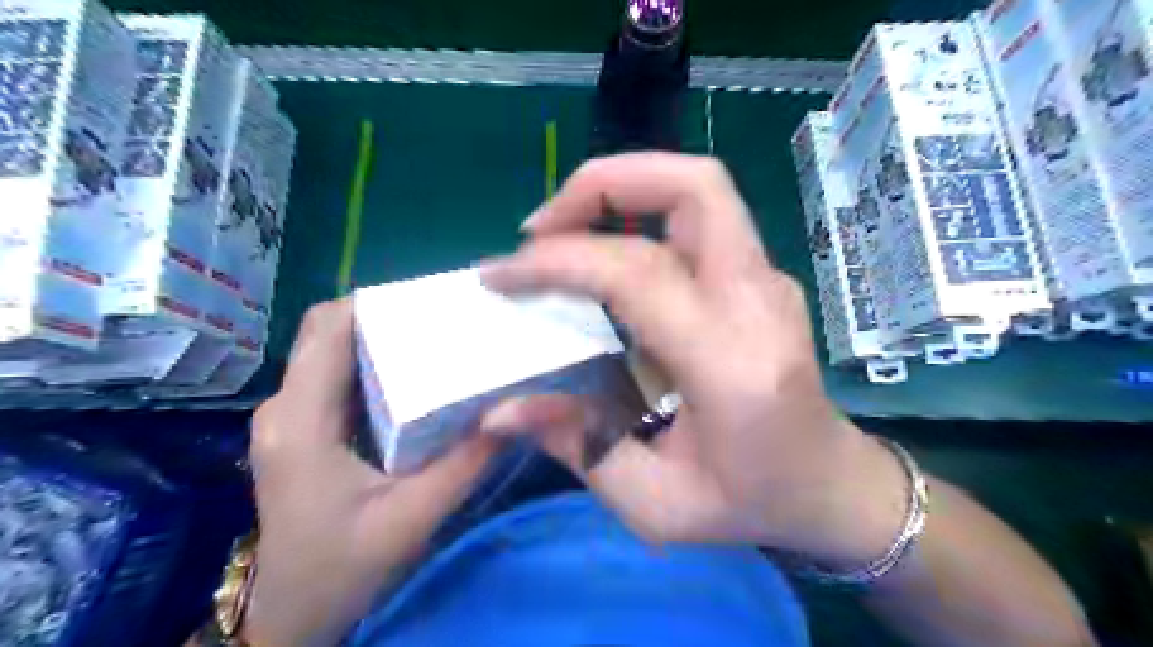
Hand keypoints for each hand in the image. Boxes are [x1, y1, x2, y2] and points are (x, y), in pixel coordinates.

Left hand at [246, 300, 496, 643]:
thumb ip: (464, 464)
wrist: (293, 613)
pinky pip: (333, 376)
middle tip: (440, 319)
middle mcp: (284, 407)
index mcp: (301, 421)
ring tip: (434, 338)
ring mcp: (287, 417)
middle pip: (326, 331)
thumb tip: (512, 412)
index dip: (376, 302)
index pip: (327, 329)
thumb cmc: (343, 567)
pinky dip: (371, 363)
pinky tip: (412, 375)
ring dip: (378, 337)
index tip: (430, 300)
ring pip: (330, 350)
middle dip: (382, 314)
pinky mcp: (300, 429)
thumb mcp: (412, 519)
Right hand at [479, 152, 910, 566]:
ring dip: (622, 189)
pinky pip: (699, 219)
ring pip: (699, 188)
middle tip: (540, 227)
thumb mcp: (657, 505)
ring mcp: (768, 281)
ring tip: (562, 230)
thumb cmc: (752, 502)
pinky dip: (640, 215)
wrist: (831, 485)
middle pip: (693, 187)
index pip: (638, 274)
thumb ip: (579, 448)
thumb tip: (501, 409)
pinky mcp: (761, 277)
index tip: (500, 276)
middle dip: (603, 185)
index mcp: (733, 363)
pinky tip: (604, 254)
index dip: (559, 262)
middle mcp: (758, 302)